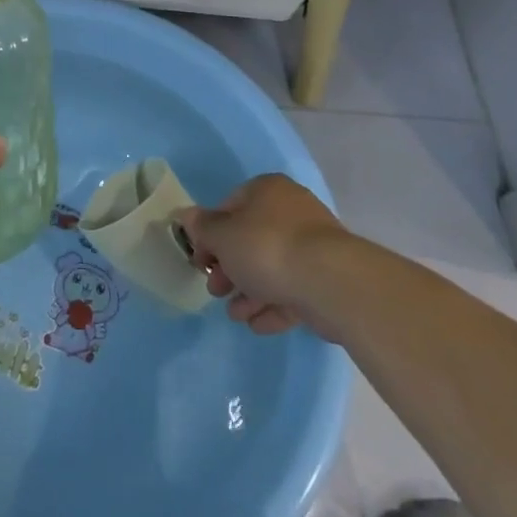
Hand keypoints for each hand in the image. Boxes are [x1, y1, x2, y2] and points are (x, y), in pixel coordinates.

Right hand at [177, 175, 349, 335]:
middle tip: (215, 291)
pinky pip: (293, 289)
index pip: (229, 207)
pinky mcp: (328, 278)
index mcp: (267, 191)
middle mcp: (291, 211)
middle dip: (229, 269)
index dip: (210, 235)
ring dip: (249, 292)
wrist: (331, 282)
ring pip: (271, 267)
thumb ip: (202, 228)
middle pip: (250, 240)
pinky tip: (257, 325)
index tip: (201, 261)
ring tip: (235, 314)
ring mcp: (314, 246)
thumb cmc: (267, 247)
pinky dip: (273, 306)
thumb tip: (185, 215)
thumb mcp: (222, 236)